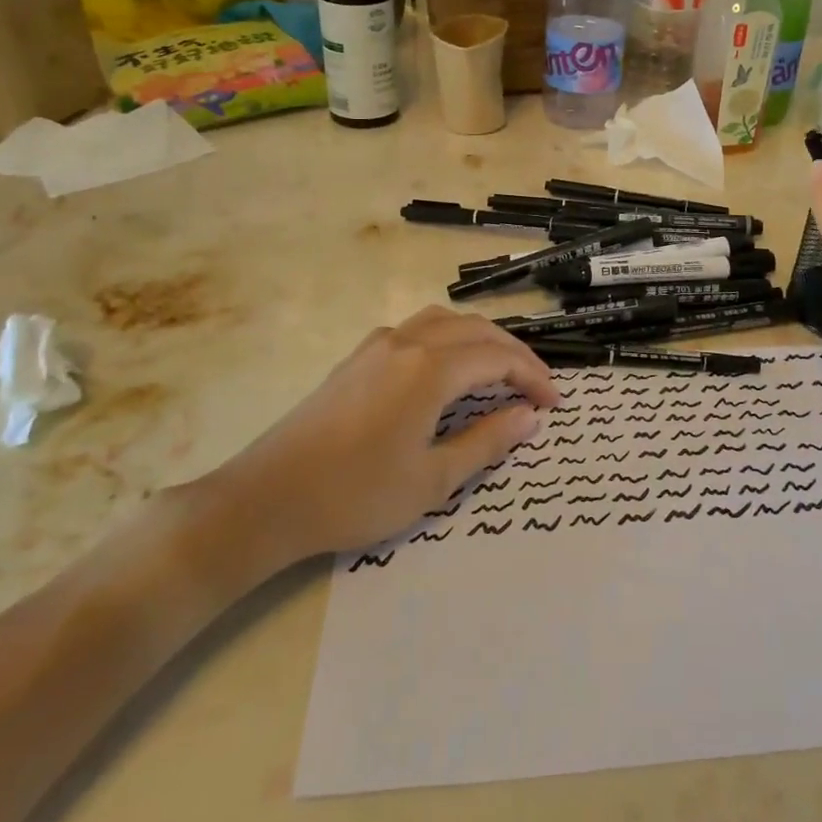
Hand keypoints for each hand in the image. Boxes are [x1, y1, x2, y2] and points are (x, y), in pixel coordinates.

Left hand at [196, 308, 560, 580]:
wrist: (266, 499)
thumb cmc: (355, 495)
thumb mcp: (432, 479)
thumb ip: (487, 441)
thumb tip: (530, 416)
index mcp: (430, 369)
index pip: (498, 358)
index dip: (533, 377)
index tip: (554, 404)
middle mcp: (407, 342)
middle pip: (476, 330)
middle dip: (514, 354)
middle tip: (537, 387)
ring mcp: (377, 345)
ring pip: (445, 321)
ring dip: (481, 339)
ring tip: (500, 371)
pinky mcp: (357, 358)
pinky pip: (417, 329)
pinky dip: (449, 339)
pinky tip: (447, 370)